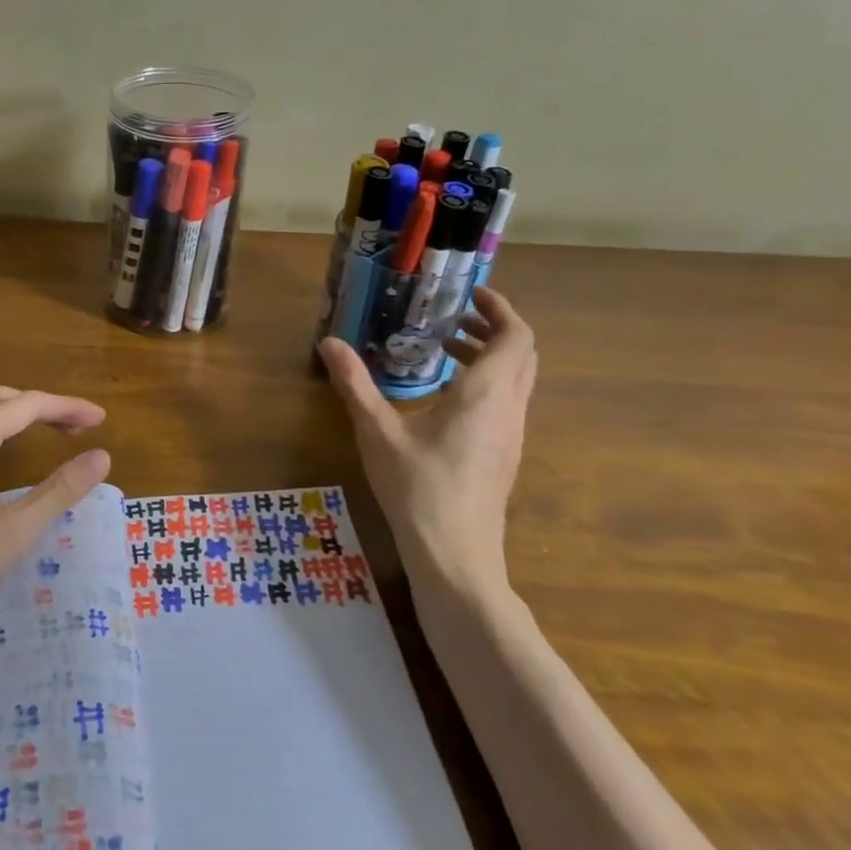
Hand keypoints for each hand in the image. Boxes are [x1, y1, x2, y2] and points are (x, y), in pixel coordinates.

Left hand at [0, 387, 110, 626]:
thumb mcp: (13, 531)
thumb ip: (59, 491)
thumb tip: (101, 457)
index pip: (31, 404)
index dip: (69, 407)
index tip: (103, 420)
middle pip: (8, 400)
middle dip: (49, 407)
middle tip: (83, 427)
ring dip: (26, 415)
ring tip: (58, 433)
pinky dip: (5, 428)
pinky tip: (11, 453)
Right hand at [318, 286, 536, 593]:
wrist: (455, 556)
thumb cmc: (418, 488)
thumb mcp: (377, 431)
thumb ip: (354, 384)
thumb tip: (328, 343)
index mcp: (486, 394)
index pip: (516, 336)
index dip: (500, 309)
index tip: (471, 294)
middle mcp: (509, 409)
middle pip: (522, 355)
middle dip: (493, 328)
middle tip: (453, 318)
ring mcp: (511, 436)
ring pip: (517, 381)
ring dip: (489, 356)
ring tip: (444, 350)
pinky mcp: (504, 456)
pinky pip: (507, 403)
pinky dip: (486, 383)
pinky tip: (444, 397)